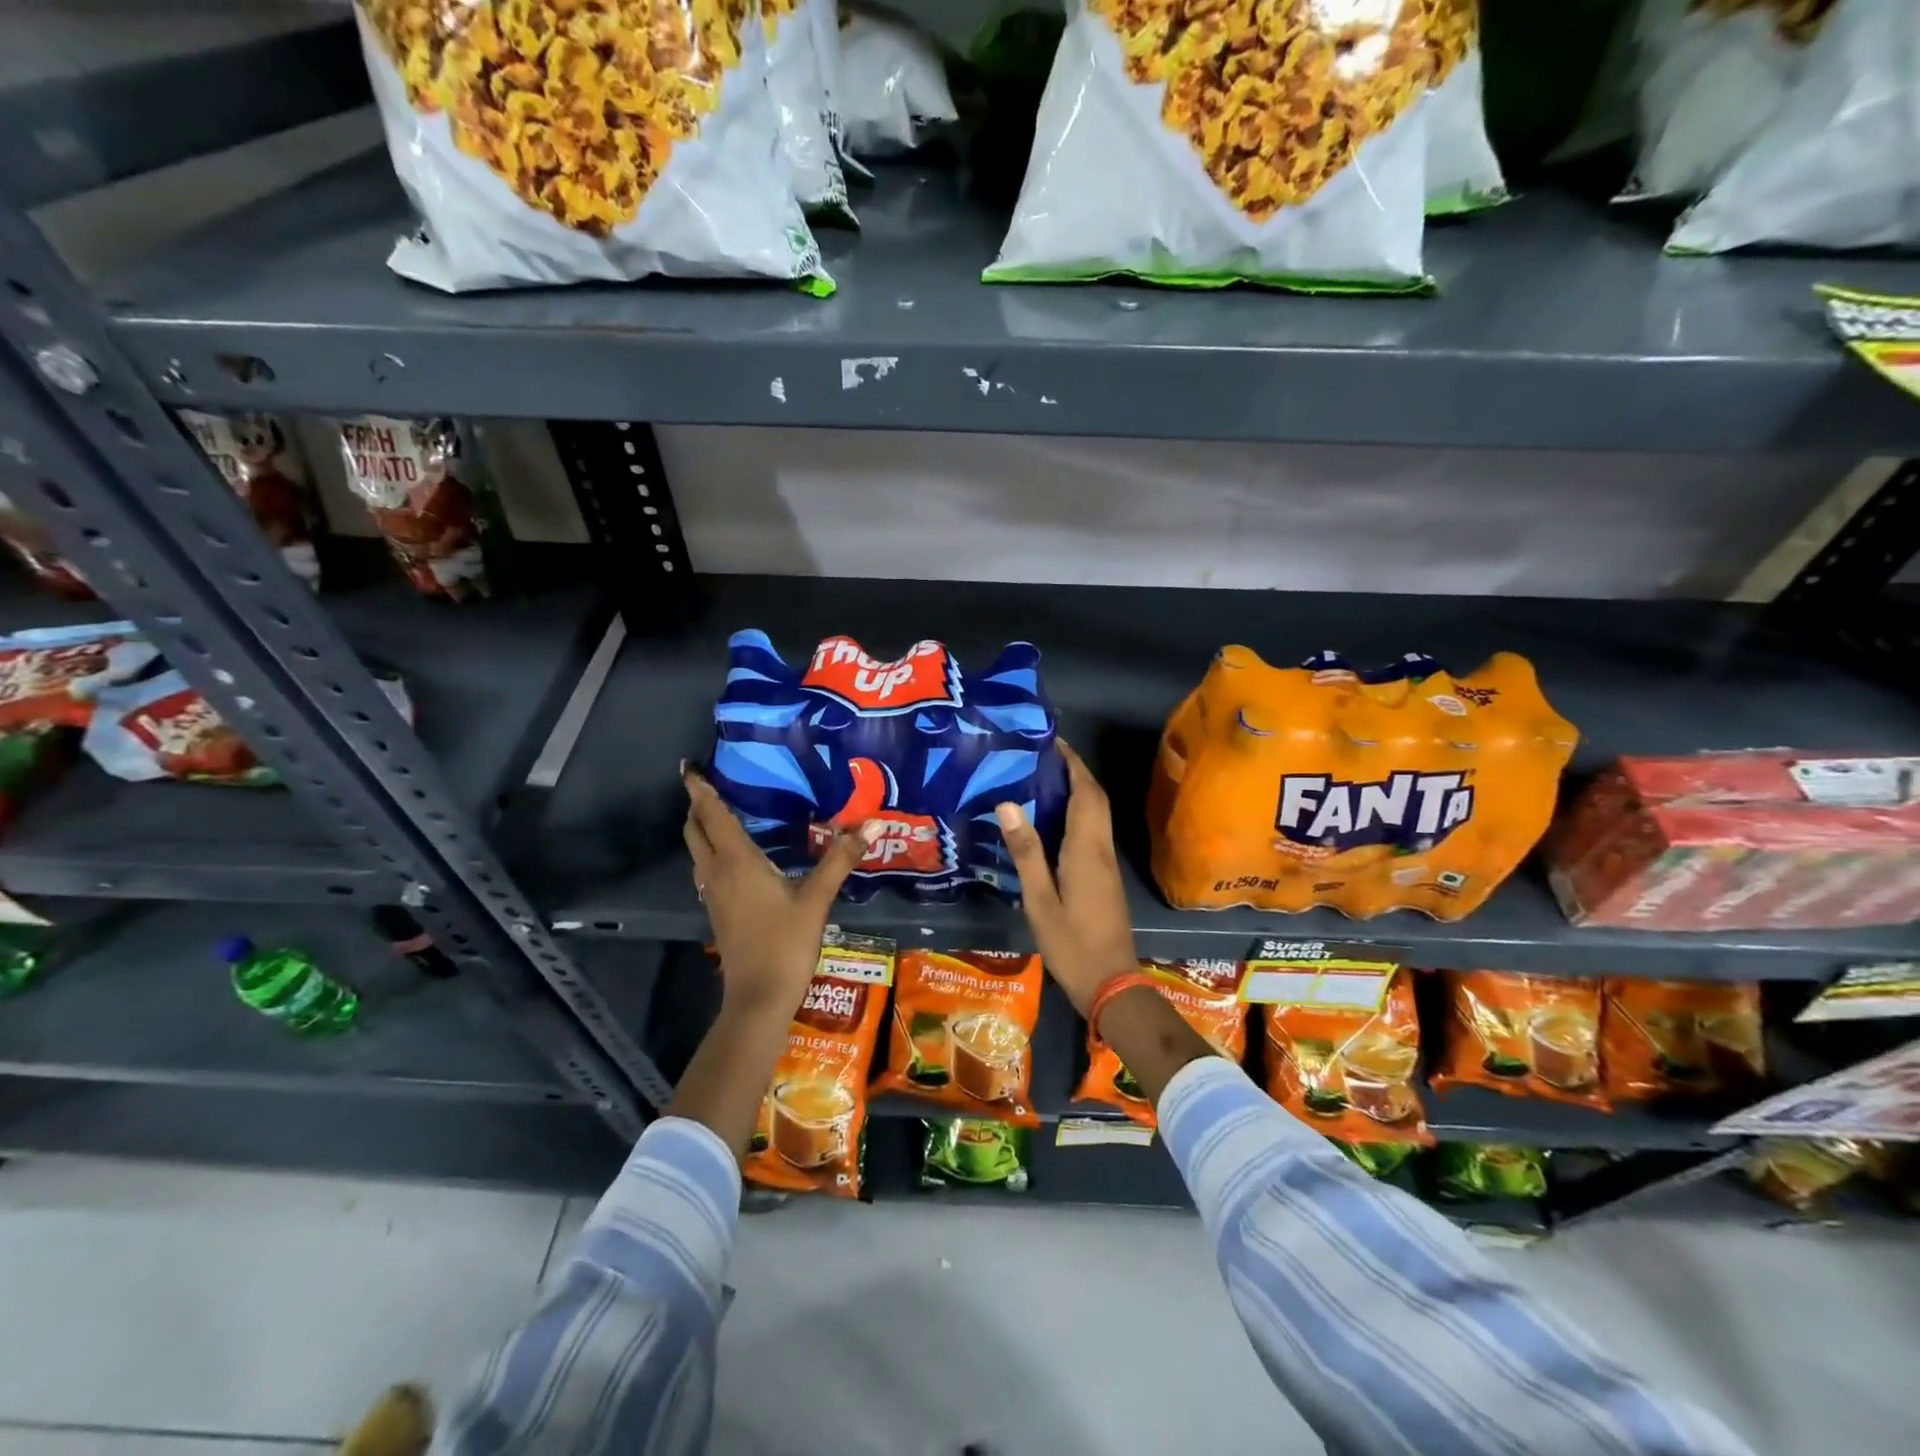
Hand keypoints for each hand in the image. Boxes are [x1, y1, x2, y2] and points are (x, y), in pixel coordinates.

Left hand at [682, 764, 878, 1017]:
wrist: (758, 998)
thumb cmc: (785, 943)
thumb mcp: (817, 898)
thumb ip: (840, 858)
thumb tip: (871, 823)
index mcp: (736, 861)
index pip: (711, 816)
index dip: (699, 790)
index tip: (689, 767)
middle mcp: (717, 873)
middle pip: (695, 831)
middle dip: (697, 806)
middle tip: (711, 786)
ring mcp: (713, 895)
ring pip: (698, 852)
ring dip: (702, 830)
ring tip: (721, 813)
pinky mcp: (718, 912)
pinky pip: (707, 870)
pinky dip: (712, 852)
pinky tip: (735, 857)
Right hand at [994, 741, 1138, 1014]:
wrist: (1111, 983)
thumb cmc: (1071, 943)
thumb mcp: (1040, 900)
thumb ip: (1026, 852)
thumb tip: (1008, 803)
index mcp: (1086, 848)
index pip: (1085, 792)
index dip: (1072, 763)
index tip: (1051, 741)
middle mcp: (1101, 848)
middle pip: (1094, 798)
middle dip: (1074, 771)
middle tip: (1041, 756)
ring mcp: (1106, 862)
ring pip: (1096, 813)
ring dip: (1077, 790)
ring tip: (1040, 778)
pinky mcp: (1104, 876)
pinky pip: (1092, 830)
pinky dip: (1077, 812)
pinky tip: (1051, 820)